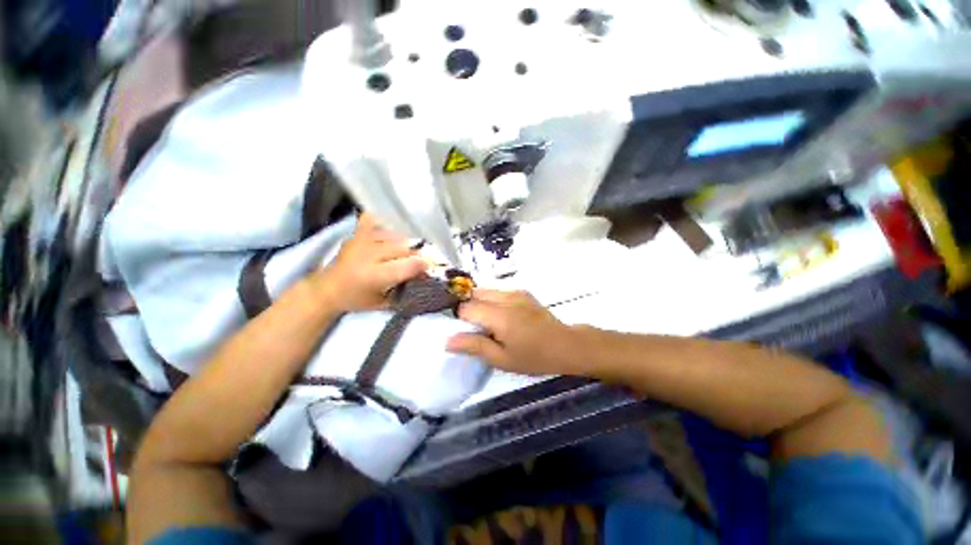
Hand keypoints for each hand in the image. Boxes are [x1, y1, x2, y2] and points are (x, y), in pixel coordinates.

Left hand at [312, 213, 427, 311]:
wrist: (326, 289)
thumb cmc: (357, 299)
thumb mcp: (383, 303)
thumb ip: (404, 290)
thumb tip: (424, 276)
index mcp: (373, 276)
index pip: (404, 266)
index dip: (422, 265)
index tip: (431, 266)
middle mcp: (367, 255)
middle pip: (402, 248)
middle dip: (416, 255)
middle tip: (420, 261)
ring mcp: (360, 242)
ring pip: (393, 236)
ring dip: (405, 243)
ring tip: (406, 251)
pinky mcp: (355, 235)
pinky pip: (373, 221)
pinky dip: (384, 224)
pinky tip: (390, 230)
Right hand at [446, 289, 584, 375]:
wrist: (565, 344)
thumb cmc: (534, 357)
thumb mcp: (502, 359)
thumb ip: (475, 346)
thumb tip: (447, 340)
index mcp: (500, 316)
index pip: (466, 308)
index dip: (461, 321)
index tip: (469, 333)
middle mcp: (506, 298)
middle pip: (474, 294)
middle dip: (469, 309)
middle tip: (479, 329)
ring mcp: (516, 292)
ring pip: (485, 290)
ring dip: (481, 303)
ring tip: (491, 322)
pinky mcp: (522, 291)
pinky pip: (498, 291)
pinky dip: (492, 300)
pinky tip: (503, 316)